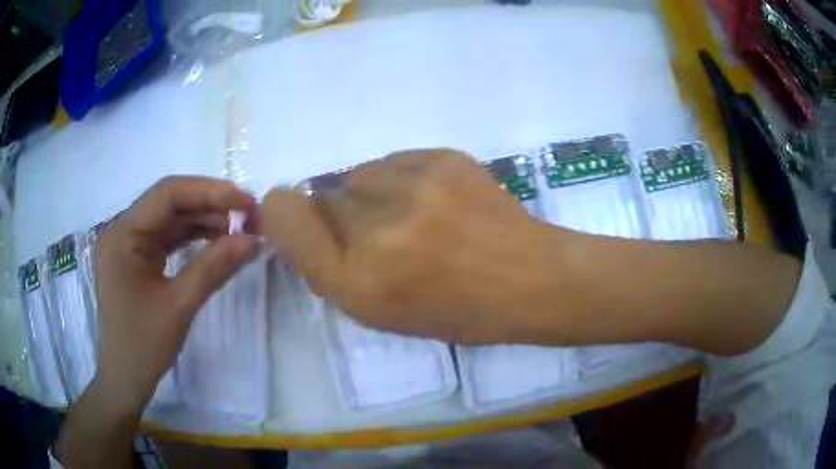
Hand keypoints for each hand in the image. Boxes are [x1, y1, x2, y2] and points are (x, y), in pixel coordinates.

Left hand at [93, 176, 259, 410]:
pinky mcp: (137, 256)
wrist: (125, 378)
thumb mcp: (178, 308)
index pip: (167, 195)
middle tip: (250, 217)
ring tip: (240, 229)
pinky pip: (168, 236)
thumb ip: (213, 269)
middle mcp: (122, 229)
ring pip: (171, 217)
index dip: (210, 192)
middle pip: (170, 202)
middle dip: (211, 205)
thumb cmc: (142, 347)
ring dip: (205, 219)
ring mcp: (129, 242)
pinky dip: (194, 237)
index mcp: (122, 235)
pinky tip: (218, 241)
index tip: (247, 204)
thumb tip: (253, 241)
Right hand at [262, 150, 567, 344]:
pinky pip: (393, 161)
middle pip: (320, 196)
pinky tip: (437, 201)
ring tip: (415, 217)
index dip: (283, 214)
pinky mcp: (441, 157)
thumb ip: (331, 268)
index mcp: (357, 282)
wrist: (529, 279)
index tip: (300, 225)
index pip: (283, 215)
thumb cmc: (457, 311)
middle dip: (339, 218)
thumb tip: (304, 226)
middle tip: (381, 236)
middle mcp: (375, 229)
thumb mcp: (381, 313)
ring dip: (371, 196)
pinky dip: (404, 180)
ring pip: (358, 175)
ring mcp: (412, 185)